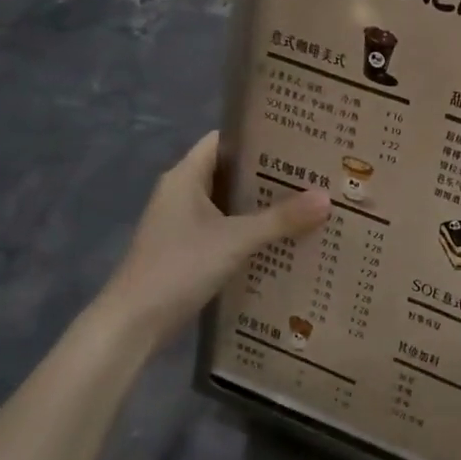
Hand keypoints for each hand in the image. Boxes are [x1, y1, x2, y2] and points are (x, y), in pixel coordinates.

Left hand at [99, 132, 331, 347]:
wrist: (134, 324)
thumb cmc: (179, 267)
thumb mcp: (235, 240)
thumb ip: (281, 219)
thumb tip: (326, 197)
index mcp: (185, 177)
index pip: (224, 141)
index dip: (258, 136)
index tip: (297, 138)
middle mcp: (183, 194)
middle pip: (232, 173)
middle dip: (270, 174)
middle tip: (314, 172)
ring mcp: (185, 224)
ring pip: (232, 204)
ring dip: (264, 205)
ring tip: (309, 202)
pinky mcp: (190, 250)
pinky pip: (228, 230)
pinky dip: (253, 231)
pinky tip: (285, 238)